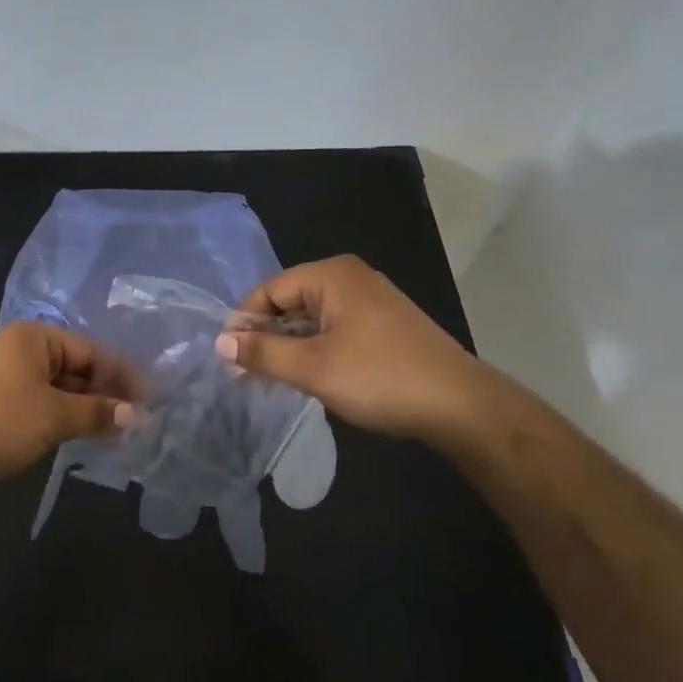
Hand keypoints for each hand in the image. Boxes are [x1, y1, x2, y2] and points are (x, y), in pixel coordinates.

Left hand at [0, 323, 139, 490]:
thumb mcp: (55, 416)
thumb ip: (98, 412)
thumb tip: (138, 415)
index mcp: (35, 338)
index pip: (91, 351)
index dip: (122, 376)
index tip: (150, 401)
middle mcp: (22, 349)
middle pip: (76, 367)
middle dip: (105, 393)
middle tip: (137, 420)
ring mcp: (7, 376)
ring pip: (59, 388)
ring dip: (86, 408)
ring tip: (116, 431)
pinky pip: (42, 403)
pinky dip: (64, 416)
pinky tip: (83, 434)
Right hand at [214, 255, 539, 462]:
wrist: (461, 406)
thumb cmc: (380, 378)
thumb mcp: (313, 367)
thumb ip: (263, 352)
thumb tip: (220, 342)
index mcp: (332, 275)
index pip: (270, 290)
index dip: (245, 323)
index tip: (229, 359)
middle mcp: (351, 278)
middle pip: (291, 301)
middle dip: (267, 336)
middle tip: (247, 375)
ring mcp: (372, 300)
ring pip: (313, 318)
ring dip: (290, 346)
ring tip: (273, 380)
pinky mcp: (385, 324)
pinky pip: (335, 328)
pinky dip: (316, 349)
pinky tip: (310, 377)